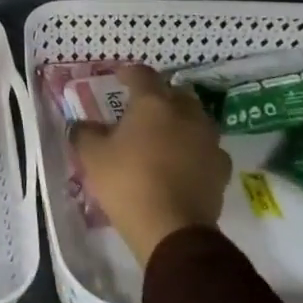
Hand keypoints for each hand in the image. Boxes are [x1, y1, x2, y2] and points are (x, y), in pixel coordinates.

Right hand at [72, 64, 231, 264]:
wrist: (172, 230)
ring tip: (163, 136)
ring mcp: (208, 141)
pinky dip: (194, 149)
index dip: (129, 73)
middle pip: (176, 93)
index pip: (142, 75)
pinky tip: (182, 162)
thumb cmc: (127, 182)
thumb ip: (85, 133)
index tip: (119, 77)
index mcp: (153, 104)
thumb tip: (81, 125)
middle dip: (160, 96)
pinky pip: (206, 148)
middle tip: (143, 108)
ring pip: (196, 120)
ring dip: (180, 122)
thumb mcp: (92, 156)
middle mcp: (186, 114)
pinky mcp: (220, 169)